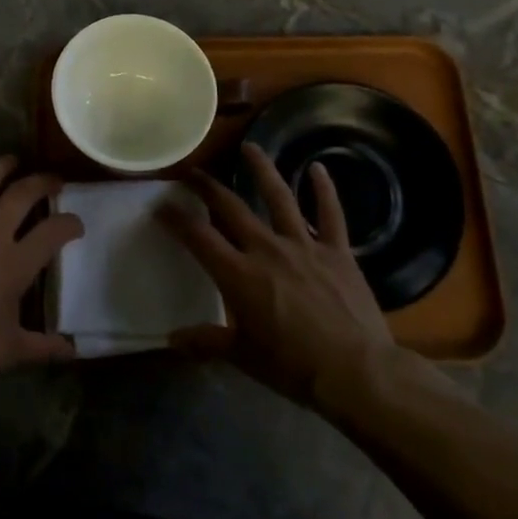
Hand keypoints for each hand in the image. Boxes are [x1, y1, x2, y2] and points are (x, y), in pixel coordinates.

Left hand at [0, 151, 81, 388]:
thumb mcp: (8, 351)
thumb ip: (44, 347)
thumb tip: (74, 350)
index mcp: (15, 263)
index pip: (54, 232)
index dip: (70, 224)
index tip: (76, 225)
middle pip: (22, 195)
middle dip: (42, 182)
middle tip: (52, 180)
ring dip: (0, 168)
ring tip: (13, 160)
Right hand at [161, 143, 420, 419]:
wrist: (356, 371)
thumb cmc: (293, 366)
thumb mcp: (242, 356)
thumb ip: (206, 342)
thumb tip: (171, 340)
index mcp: (239, 275)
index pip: (199, 237)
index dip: (176, 219)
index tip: (161, 205)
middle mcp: (266, 249)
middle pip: (231, 207)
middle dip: (208, 187)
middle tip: (193, 171)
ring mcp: (304, 245)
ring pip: (279, 197)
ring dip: (262, 169)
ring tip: (250, 147)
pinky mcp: (337, 251)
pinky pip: (331, 214)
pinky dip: (325, 190)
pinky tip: (318, 168)